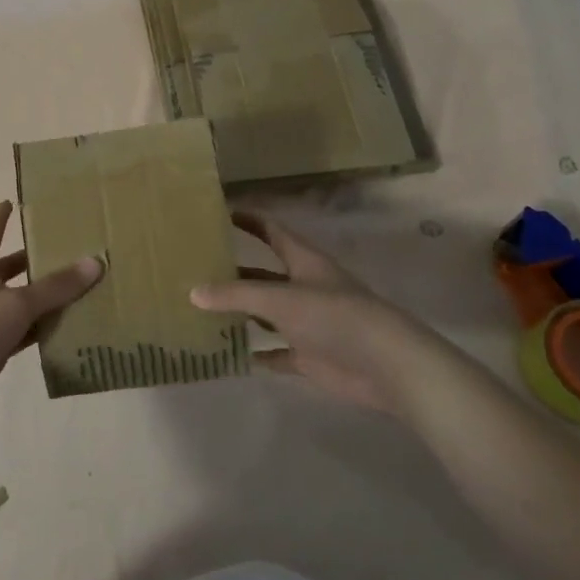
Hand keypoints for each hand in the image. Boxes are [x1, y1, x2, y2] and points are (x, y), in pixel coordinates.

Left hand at [0, 202, 102, 431]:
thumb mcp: (16, 305)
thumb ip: (56, 286)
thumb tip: (95, 262)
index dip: (2, 216)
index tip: (13, 200)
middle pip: (14, 267)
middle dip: (40, 260)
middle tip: (75, 249)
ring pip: (23, 301)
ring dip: (48, 298)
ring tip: (86, 286)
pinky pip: (25, 330)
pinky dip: (44, 328)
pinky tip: (73, 326)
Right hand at [190, 212, 450, 415]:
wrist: (386, 365)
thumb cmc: (334, 316)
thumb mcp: (280, 299)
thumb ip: (236, 295)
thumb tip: (193, 292)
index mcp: (303, 262)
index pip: (271, 231)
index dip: (248, 220)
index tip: (217, 214)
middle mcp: (304, 288)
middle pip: (264, 275)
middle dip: (234, 272)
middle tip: (195, 270)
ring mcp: (308, 323)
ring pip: (267, 314)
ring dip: (242, 313)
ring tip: (202, 310)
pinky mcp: (311, 356)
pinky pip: (277, 352)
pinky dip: (257, 353)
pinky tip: (230, 354)